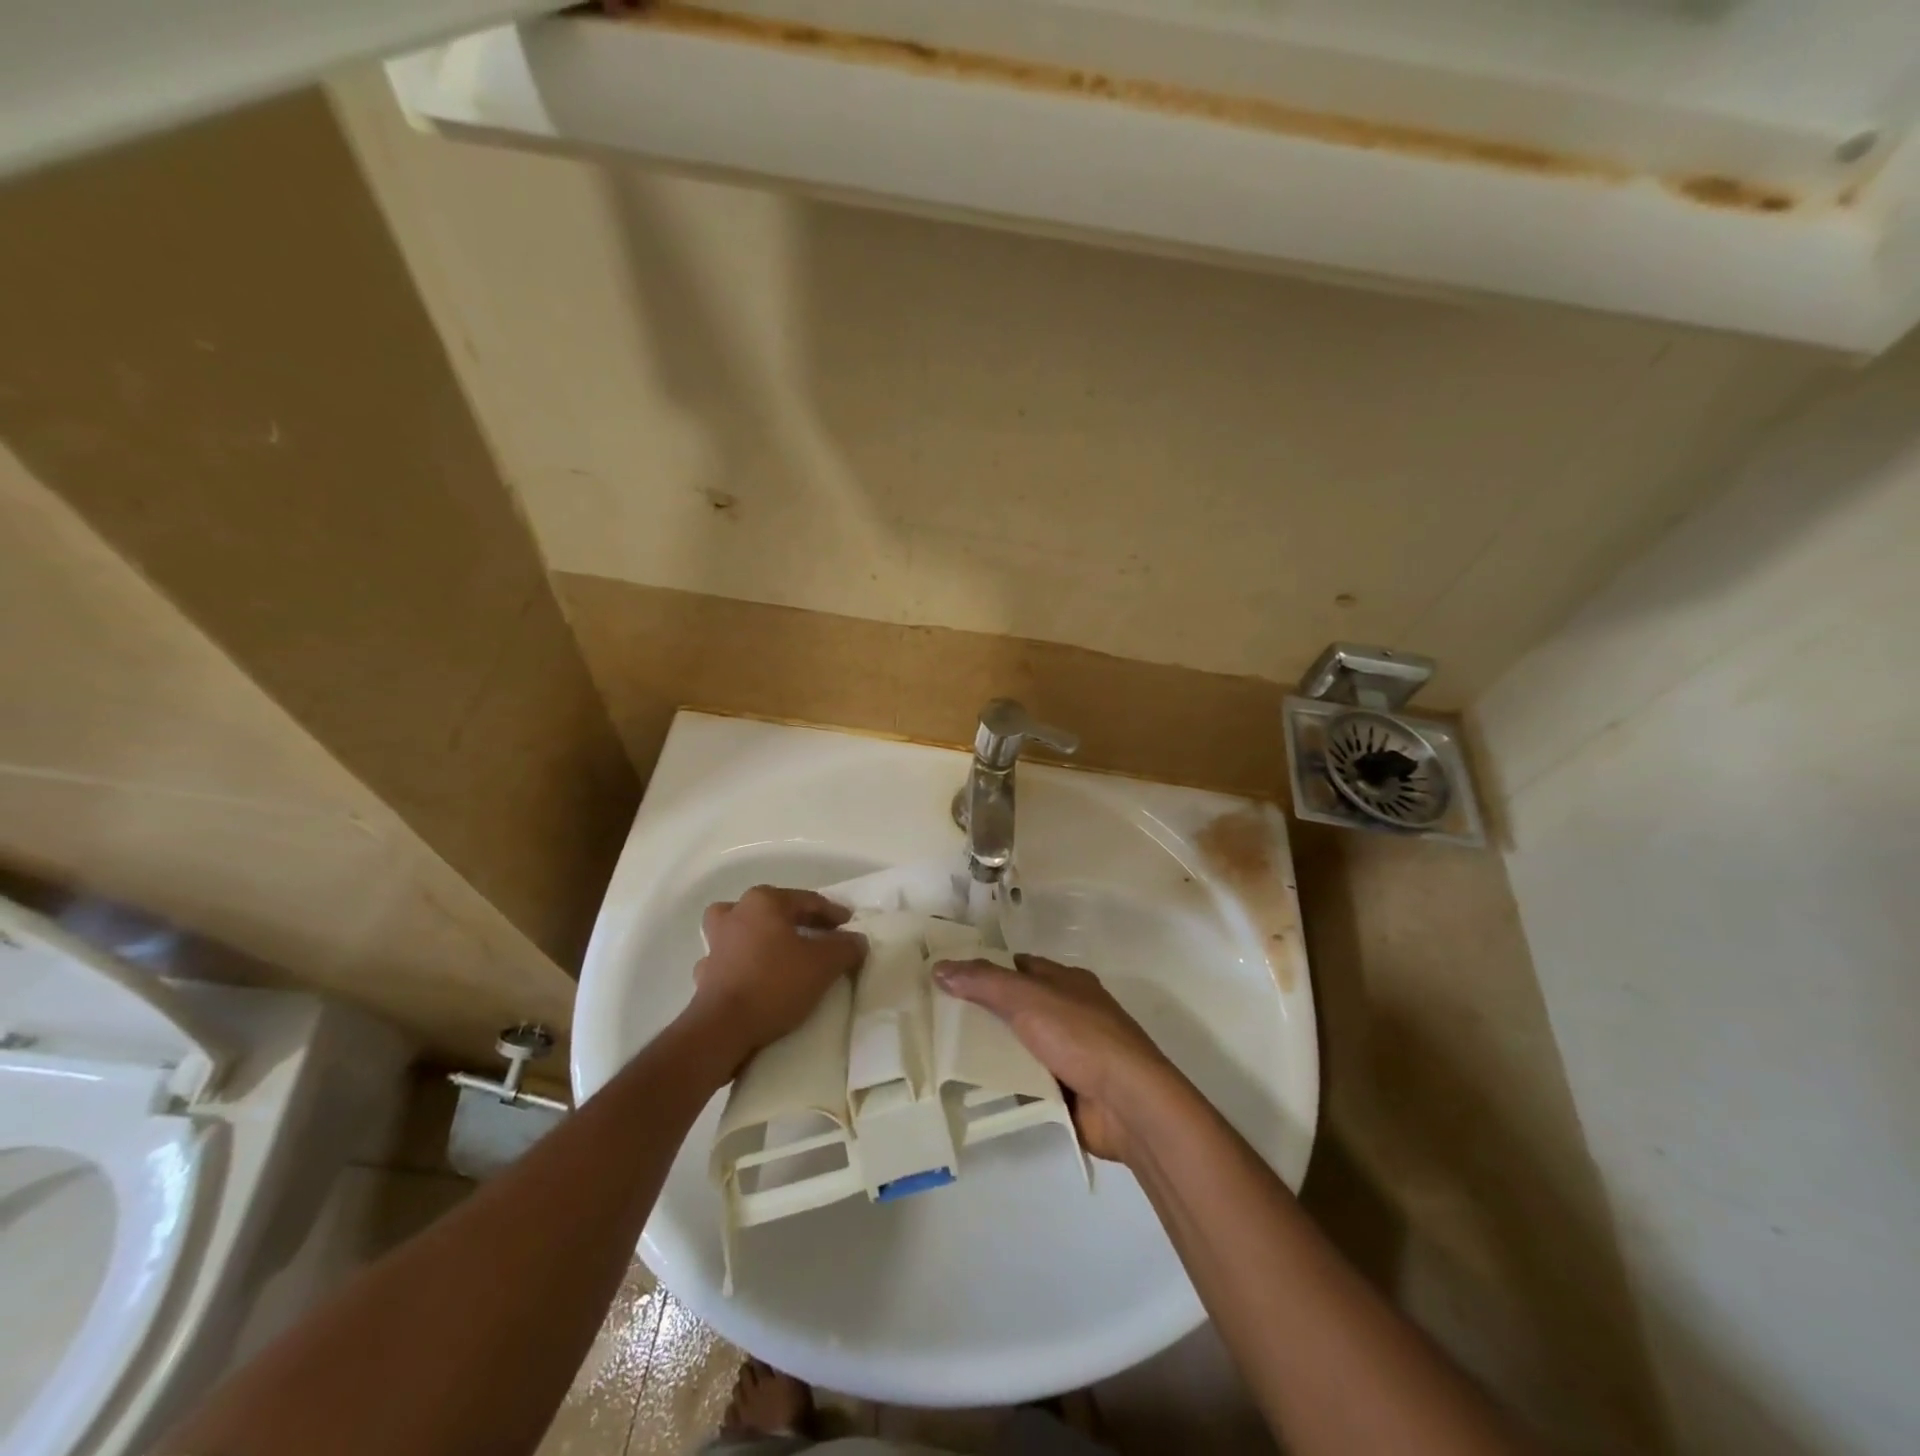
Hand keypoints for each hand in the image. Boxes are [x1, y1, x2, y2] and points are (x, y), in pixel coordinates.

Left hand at [690, 887, 866, 1072]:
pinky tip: (757, 979)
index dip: (833, 913)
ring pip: (745, 930)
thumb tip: (857, 940)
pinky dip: (745, 965)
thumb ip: (846, 946)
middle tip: (821, 936)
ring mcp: (715, 944)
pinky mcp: (705, 974)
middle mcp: (735, 914)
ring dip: (763, 937)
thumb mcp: (824, 963)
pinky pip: (731, 961)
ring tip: (782, 953)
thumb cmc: (775, 983)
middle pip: (774, 910)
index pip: (807, 900)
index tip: (850, 925)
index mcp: (763, 902)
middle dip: (798, 921)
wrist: (722, 1030)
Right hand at [934, 954, 1179, 1162]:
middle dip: (983, 1013)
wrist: (1129, 1103)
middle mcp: (1070, 1012)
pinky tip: (976, 1089)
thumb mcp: (1027, 999)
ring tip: (945, 1056)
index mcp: (1067, 982)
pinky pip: (1029, 1081)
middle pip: (1017, 1007)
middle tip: (938, 1020)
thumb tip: (940, 967)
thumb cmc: (1081, 1037)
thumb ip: (984, 982)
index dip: (985, 969)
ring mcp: (1071, 1053)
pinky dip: (1007, 1084)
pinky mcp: (1069, 1090)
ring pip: (1020, 1046)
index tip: (948, 979)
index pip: (1019, 967)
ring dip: (993, 1052)